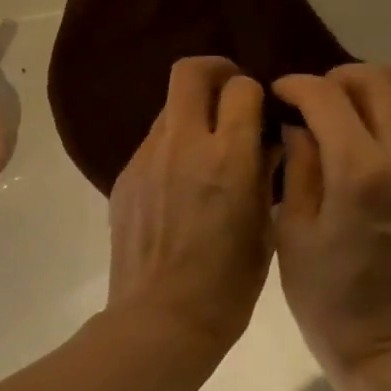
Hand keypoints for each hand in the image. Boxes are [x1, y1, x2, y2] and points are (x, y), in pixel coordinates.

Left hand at [106, 56, 275, 361]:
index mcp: (228, 158)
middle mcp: (184, 144)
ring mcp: (147, 158)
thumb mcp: (265, 228)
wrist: (161, 319)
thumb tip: (266, 142)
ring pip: (169, 107)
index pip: (241, 88)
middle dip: (215, 71)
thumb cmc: (228, 284)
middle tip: (230, 94)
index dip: (255, 93)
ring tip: (206, 146)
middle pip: (190, 72)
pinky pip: (152, 142)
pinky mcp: (125, 176)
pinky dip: (172, 145)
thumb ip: (265, 173)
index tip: (260, 110)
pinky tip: (180, 181)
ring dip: (192, 112)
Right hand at [272, 65, 390, 379]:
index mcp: (360, 172)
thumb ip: (298, 164)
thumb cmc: (324, 295)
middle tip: (310, 99)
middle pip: (380, 79)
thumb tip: (298, 125)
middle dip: (338, 77)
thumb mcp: (292, 228)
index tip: (277, 93)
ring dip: (369, 91)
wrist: (386, 344)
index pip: (328, 97)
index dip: (296, 85)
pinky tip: (363, 137)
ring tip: (339, 113)